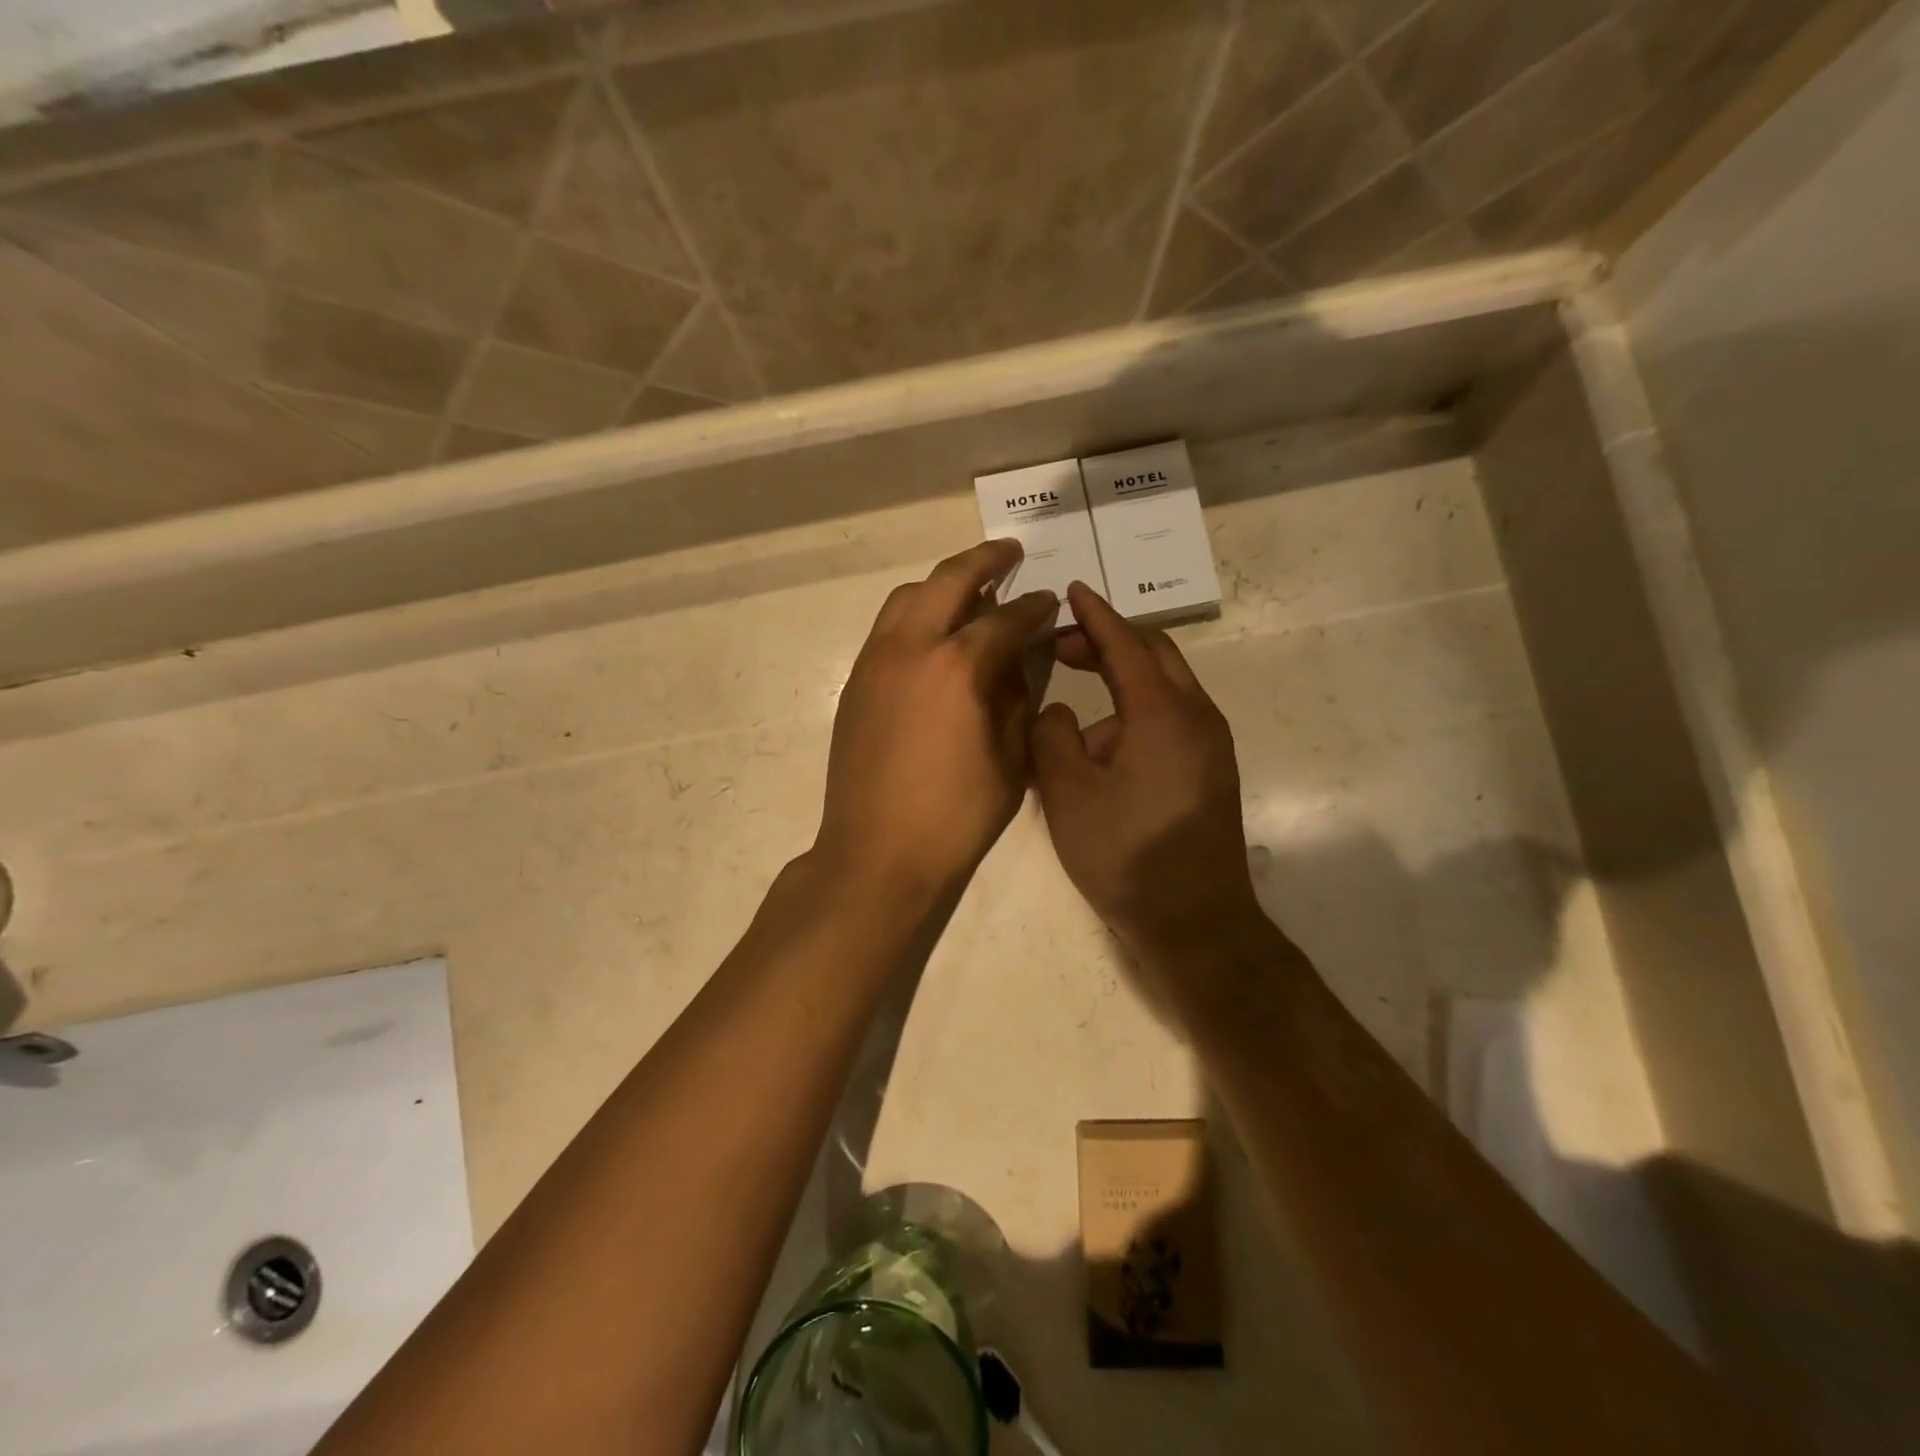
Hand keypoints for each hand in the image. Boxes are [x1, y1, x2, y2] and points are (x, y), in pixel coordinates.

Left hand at [815, 540, 1057, 908]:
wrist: (877, 853)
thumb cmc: (956, 816)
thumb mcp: (1011, 760)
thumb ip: (1021, 699)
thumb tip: (1023, 661)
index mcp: (959, 667)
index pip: (1007, 618)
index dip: (1034, 607)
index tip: (1049, 600)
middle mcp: (912, 648)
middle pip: (949, 580)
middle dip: (985, 560)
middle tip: (1011, 553)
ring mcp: (876, 661)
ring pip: (908, 596)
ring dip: (943, 584)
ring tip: (970, 590)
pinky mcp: (856, 682)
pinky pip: (888, 627)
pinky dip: (916, 614)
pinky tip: (934, 635)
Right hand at [1032, 583, 1262, 959]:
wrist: (1194, 922)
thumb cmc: (1125, 854)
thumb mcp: (1068, 793)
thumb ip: (1052, 736)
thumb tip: (1059, 711)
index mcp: (1163, 714)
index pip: (1126, 644)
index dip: (1095, 615)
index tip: (1071, 590)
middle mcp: (1197, 717)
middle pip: (1155, 655)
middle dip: (1109, 642)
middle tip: (1064, 646)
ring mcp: (1210, 745)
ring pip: (1163, 690)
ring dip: (1120, 683)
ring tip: (1072, 715)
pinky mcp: (1210, 770)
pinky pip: (1170, 720)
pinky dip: (1134, 713)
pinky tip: (1101, 750)